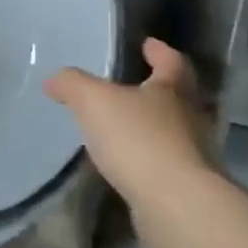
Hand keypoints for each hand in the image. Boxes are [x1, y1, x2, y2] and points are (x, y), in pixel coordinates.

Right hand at [45, 38, 218, 204]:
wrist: (176, 203)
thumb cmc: (138, 139)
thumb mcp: (94, 100)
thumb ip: (72, 84)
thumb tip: (54, 79)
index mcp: (172, 90)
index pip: (171, 62)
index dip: (159, 52)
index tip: (148, 44)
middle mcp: (190, 118)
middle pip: (179, 97)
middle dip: (160, 89)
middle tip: (136, 84)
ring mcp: (193, 154)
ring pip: (174, 130)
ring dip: (153, 126)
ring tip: (123, 126)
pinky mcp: (187, 186)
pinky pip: (165, 162)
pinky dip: (148, 157)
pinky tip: (127, 162)